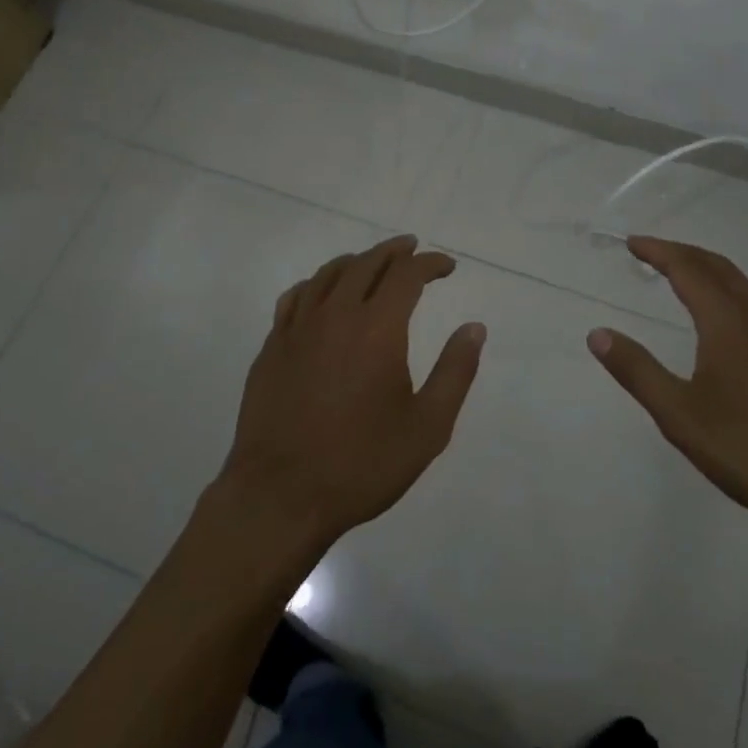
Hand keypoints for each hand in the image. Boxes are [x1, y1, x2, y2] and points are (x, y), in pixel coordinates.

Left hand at [217, 236, 485, 552]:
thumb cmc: (361, 464)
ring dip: (357, 261)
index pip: (407, 275)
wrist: (280, 497)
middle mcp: (336, 314)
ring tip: (373, 263)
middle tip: (413, 250)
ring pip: (329, 274)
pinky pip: (297, 296)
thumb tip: (474, 328)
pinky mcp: (272, 346)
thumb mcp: (427, 428)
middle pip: (367, 263)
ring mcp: (298, 327)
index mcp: (377, 328)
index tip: (447, 267)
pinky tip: (323, 293)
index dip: (430, 264)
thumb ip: (455, 372)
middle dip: (395, 252)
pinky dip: (318, 283)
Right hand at [588, 236, 747, 549]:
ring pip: (742, 286)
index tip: (631, 242)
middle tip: (652, 251)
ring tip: (684, 278)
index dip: (658, 251)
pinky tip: (728, 324)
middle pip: (717, 267)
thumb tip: (597, 334)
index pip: (687, 269)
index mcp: (728, 322)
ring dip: (709, 271)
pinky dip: (730, 294)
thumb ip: (638, 371)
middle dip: (683, 252)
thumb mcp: (681, 415)